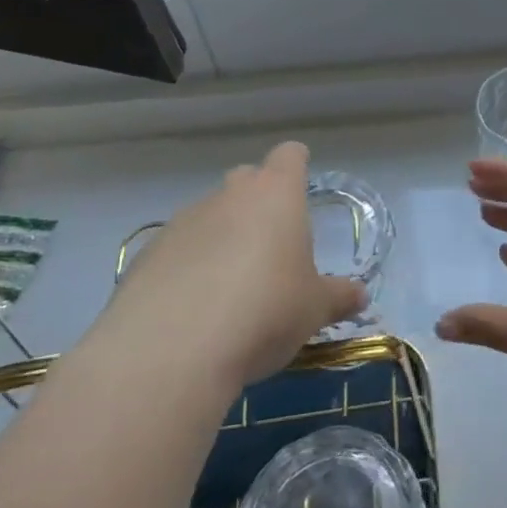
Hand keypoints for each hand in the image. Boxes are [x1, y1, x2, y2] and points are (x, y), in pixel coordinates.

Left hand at [90, 142, 364, 393]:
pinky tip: (193, 309)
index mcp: (275, 195)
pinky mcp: (146, 256)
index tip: (301, 186)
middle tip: (272, 246)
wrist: (170, 350)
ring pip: (209, 215)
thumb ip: (338, 296)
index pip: (289, 156)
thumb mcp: (313, 309)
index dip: (296, 166)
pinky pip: (177, 250)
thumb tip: (361, 296)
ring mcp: (181, 222)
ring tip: (230, 287)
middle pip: (246, 180)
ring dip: (222, 237)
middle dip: (259, 202)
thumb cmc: (264, 311)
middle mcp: (228, 196)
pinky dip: (188, 267)